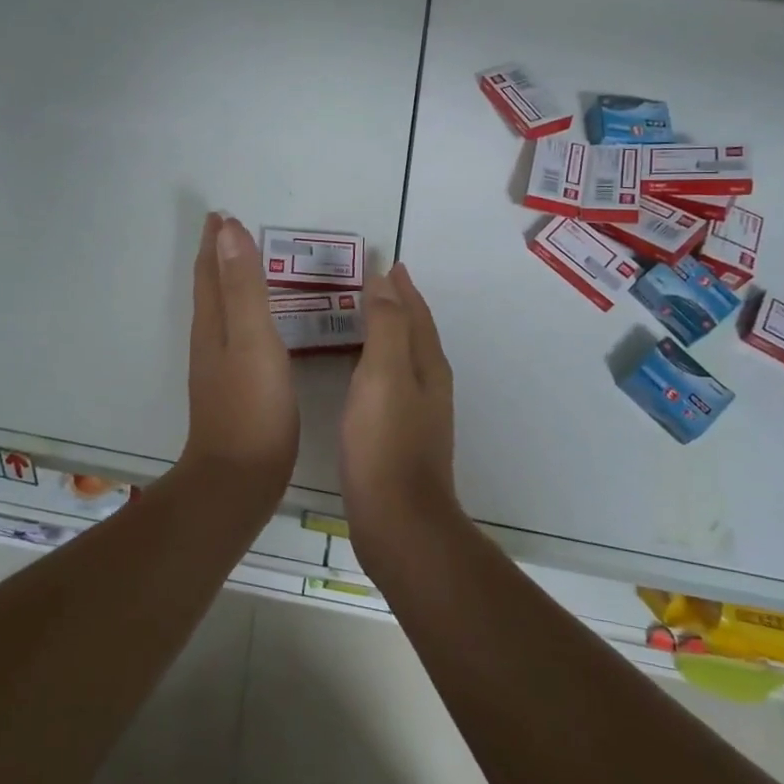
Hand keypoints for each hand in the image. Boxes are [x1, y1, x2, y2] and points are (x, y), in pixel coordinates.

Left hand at [180, 213, 299, 491]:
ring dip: (227, 283)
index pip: (211, 271)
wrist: (238, 480)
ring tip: (243, 266)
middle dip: (217, 258)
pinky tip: (257, 326)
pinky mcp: (234, 390)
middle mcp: (210, 341)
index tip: (220, 214)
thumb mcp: (253, 339)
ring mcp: (219, 368)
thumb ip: (244, 286)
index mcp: (214, 325)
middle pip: (210, 289)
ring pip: (220, 312)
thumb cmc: (252, 407)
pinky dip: (242, 314)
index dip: (215, 242)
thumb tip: (227, 231)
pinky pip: (235, 335)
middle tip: (228, 231)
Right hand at [339, 264, 456, 554]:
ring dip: (385, 333)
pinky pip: (387, 384)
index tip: (387, 262)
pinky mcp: (398, 438)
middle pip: (414, 333)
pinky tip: (355, 375)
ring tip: (359, 319)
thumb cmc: (386, 443)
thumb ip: (385, 325)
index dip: (402, 287)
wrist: (398, 522)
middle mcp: (428, 385)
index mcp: (427, 366)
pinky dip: (374, 364)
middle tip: (370, 284)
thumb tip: (385, 280)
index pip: (415, 313)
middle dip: (396, 306)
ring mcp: (416, 414)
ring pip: (401, 359)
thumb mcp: (383, 374)